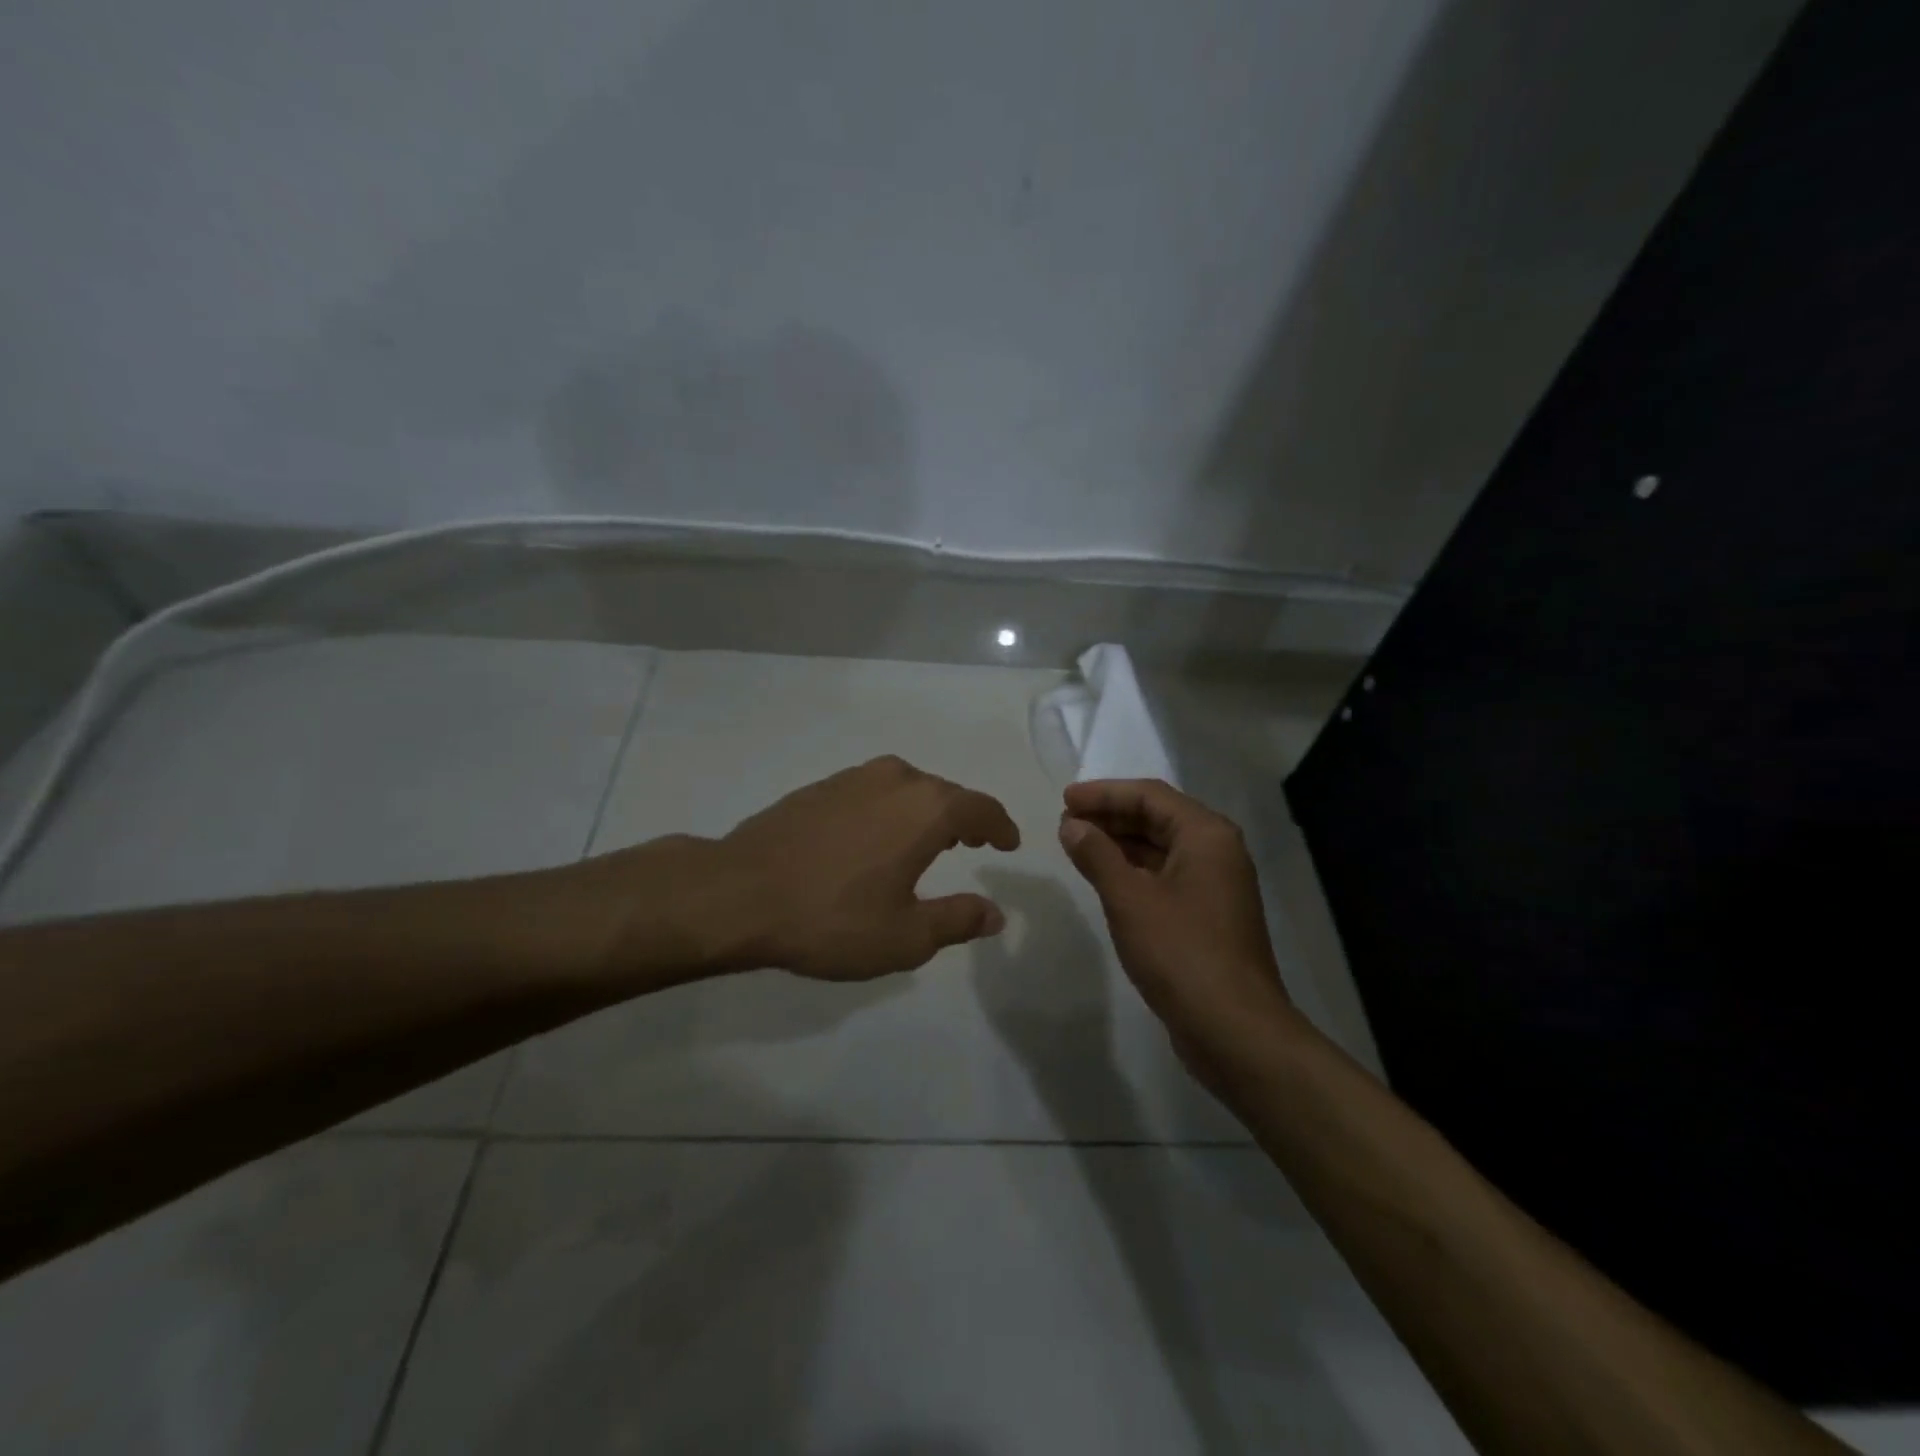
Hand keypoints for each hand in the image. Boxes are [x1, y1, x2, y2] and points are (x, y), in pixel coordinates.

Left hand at [687, 756, 1020, 979]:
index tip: (1008, 842)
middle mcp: (895, 780)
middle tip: (973, 843)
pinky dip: (891, 809)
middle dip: (965, 818)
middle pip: (945, 793)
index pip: (981, 809)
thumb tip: (994, 913)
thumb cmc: (831, 918)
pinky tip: (875, 837)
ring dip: (926, 810)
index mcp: (926, 808)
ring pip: (907, 787)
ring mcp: (853, 778)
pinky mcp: (819, 787)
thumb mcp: (905, 936)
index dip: (1000, 826)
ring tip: (929, 839)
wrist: (737, 893)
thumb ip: (957, 920)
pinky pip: (873, 791)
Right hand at [1059, 779, 1292, 1057]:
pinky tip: (1104, 879)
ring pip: (1161, 849)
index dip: (1104, 793)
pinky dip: (1133, 871)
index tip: (1064, 798)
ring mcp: (1215, 885)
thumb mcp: (1129, 899)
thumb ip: (1097, 855)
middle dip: (1110, 816)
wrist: (1234, 1029)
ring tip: (1077, 845)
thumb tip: (1072, 825)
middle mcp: (1217, 852)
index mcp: (1206, 835)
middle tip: (1066, 821)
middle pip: (1158, 818)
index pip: (1149, 796)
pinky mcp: (1207, 916)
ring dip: (1119, 843)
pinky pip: (1165, 876)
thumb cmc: (1181, 953)